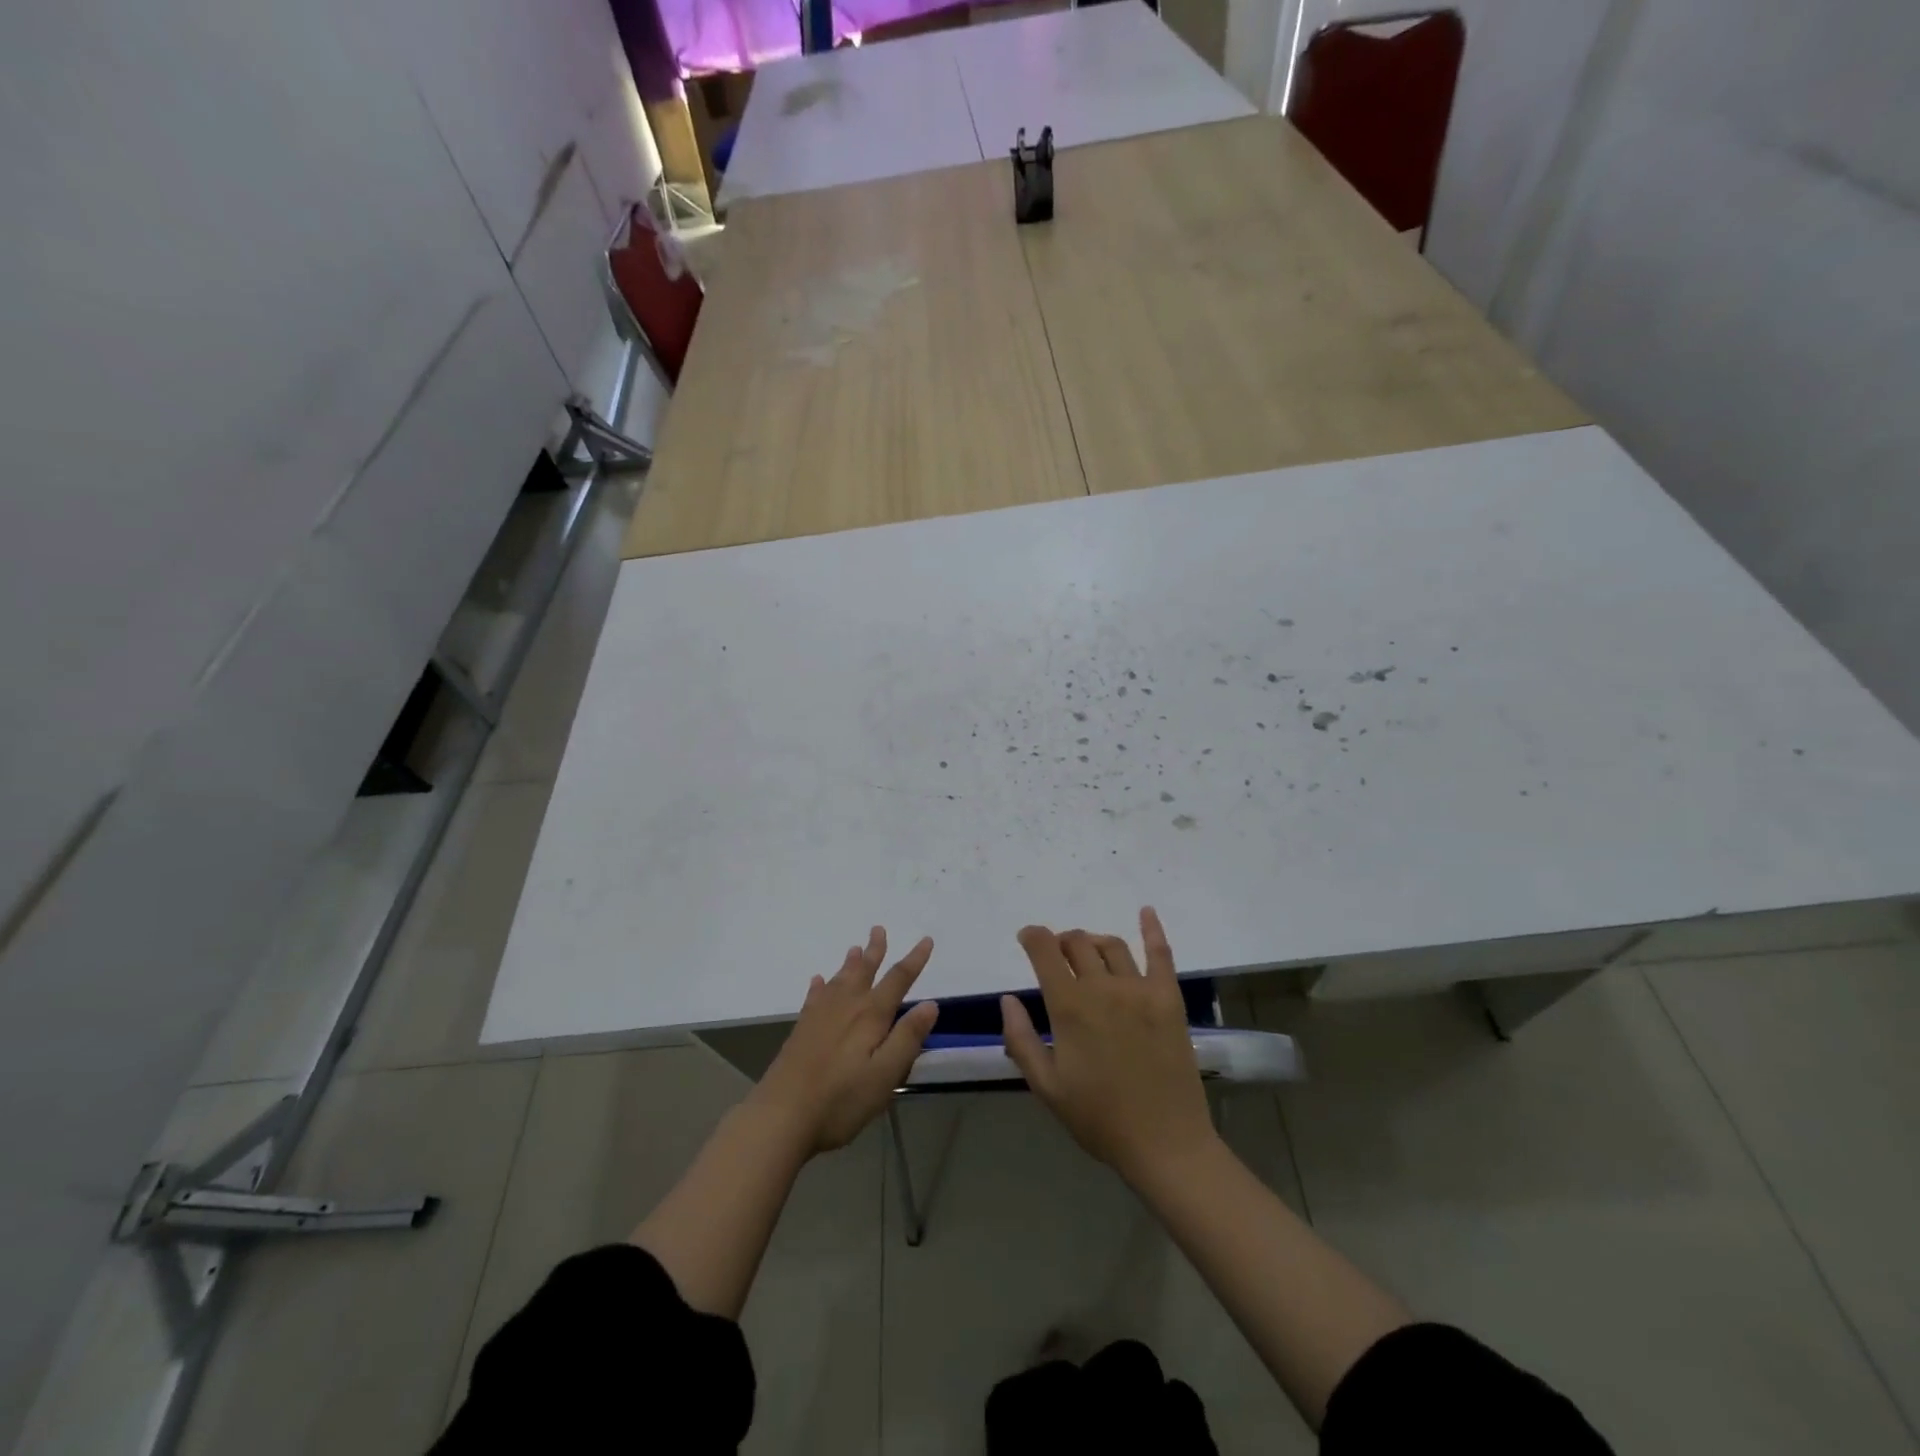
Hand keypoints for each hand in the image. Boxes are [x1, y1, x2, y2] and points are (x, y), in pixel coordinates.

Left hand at [751, 928, 939, 1153]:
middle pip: (864, 971)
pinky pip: (814, 997)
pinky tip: (817, 981)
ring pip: (839, 979)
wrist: (781, 1115)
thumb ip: (908, 1038)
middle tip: (878, 929)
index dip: (914, 960)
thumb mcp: (885, 1074)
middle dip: (875, 950)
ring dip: (850, 963)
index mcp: (870, 1016)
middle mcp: (846, 1006)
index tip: (926, 940)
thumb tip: (930, 1003)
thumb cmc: (841, 1100)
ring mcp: (819, 1016)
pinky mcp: (801, 1030)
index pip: (898, 980)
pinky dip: (819, 986)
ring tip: (855, 948)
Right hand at [1001, 908, 1216, 1185]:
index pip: (1045, 952)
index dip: (1032, 937)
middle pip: (1078, 943)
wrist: (1165, 1144)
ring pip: (1112, 945)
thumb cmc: (1099, 1118)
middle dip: (1061, 941)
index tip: (1026, 938)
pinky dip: (1152, 929)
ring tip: (1087, 951)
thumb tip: (1007, 999)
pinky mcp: (1169, 998)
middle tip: (1057, 955)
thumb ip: (1021, 1039)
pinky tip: (1146, 912)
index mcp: (1070, 1006)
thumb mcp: (1046, 1086)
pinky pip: (1161, 954)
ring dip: (1093, 941)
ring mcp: (1140, 989)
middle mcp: (1104, 987)